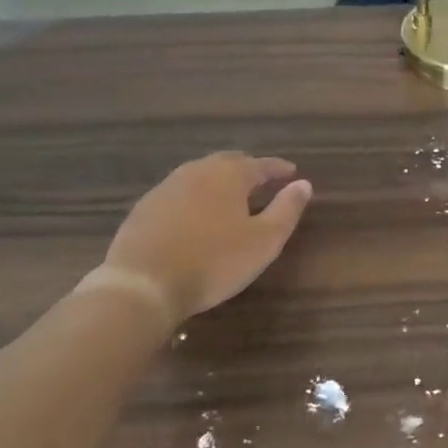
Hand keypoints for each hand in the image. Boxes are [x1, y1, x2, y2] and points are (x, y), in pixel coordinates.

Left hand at [103, 154, 313, 322]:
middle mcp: (197, 171)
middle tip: (263, 183)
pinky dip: (194, 200)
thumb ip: (287, 210)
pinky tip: (196, 218)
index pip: (261, 164)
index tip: (292, 173)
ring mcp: (166, 187)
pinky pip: (179, 195)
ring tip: (231, 200)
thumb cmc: (214, 261)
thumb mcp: (264, 240)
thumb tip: (304, 184)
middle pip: (228, 164)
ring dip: (219, 184)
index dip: (279, 169)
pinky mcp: (144, 208)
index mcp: (229, 174)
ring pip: (200, 177)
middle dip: (248, 171)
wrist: (143, 283)